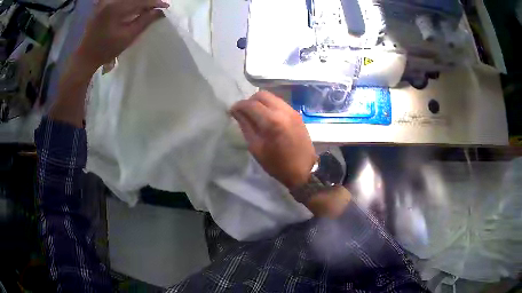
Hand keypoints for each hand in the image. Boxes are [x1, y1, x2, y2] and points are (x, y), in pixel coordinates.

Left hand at [75, 0, 168, 73]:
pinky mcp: (102, 5)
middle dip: (147, 1)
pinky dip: (129, 3)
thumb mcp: (128, 37)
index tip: (165, 6)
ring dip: (139, 2)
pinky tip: (135, 8)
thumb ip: (145, 21)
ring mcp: (105, 2)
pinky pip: (119, 1)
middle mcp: (110, 1)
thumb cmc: (106, 50)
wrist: (86, 56)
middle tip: (157, 7)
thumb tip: (159, 11)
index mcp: (115, 8)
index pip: (140, 1)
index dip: (154, 3)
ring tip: (147, 8)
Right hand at [231, 91, 316, 189]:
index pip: (250, 104)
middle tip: (243, 112)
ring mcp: (292, 111)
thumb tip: (236, 112)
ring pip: (272, 97)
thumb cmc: (277, 164)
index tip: (232, 111)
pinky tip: (267, 117)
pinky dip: (270, 106)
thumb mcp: (256, 148)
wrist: (304, 170)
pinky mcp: (297, 114)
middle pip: (262, 95)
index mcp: (272, 121)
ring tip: (254, 114)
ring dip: (260, 102)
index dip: (239, 106)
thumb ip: (245, 126)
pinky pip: (279, 103)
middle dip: (249, 101)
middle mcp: (283, 110)